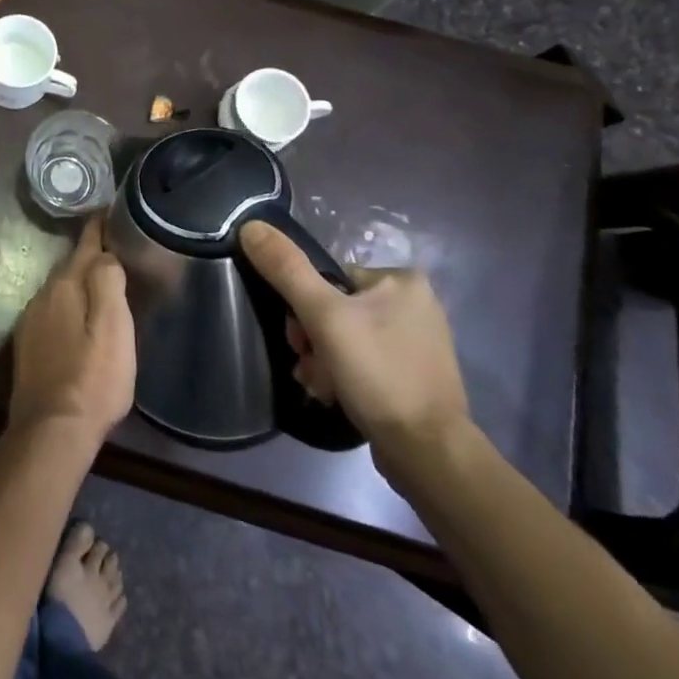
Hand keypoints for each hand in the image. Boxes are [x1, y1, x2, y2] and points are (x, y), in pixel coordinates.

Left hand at [8, 216, 136, 443]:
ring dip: (78, 284)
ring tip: (101, 284)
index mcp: (64, 287)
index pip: (84, 246)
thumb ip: (107, 282)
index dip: (98, 228)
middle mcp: (42, 297)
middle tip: (115, 251)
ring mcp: (31, 322)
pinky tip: (79, 321)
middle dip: (89, 257)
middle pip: (70, 268)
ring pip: (59, 291)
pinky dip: (68, 308)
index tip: (109, 211)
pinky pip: (52, 313)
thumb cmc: (93, 377)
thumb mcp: (113, 326)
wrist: (52, 429)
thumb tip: (104, 254)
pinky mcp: (27, 347)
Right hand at [238, 221, 469, 478]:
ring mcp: (417, 342)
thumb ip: (286, 269)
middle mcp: (415, 304)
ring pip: (345, 338)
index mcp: (403, 280)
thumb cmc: (378, 373)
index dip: (303, 306)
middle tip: (310, 365)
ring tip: (322, 386)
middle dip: (312, 339)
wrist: (427, 452)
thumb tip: (250, 226)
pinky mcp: (414, 375)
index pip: (330, 277)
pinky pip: (363, 362)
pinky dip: (343, 376)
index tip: (300, 337)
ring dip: (322, 361)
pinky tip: (336, 395)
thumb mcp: (324, 315)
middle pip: (334, 309)